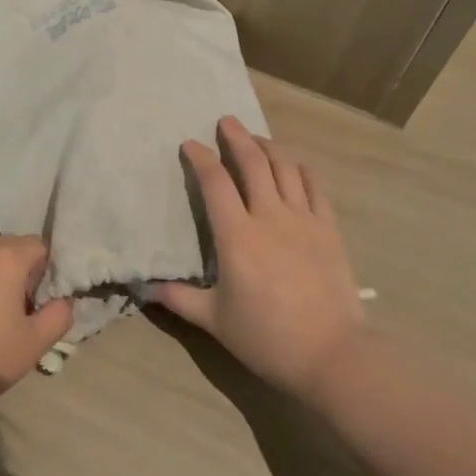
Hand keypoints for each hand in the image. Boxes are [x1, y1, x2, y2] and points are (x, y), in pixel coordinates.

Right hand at [151, 115, 367, 402]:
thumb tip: (143, 289)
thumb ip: (178, 299)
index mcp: (237, 235)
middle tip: (226, 121)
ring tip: (258, 139)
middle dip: (237, 137)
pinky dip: (303, 170)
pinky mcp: (329, 230)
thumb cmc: (266, 337)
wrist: (332, 354)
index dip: (200, 158)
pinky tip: (296, 166)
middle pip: (253, 162)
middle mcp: (269, 216)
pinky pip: (316, 188)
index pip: (215, 182)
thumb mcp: (214, 320)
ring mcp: (304, 220)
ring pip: (286, 168)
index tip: (190, 144)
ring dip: (270, 147)